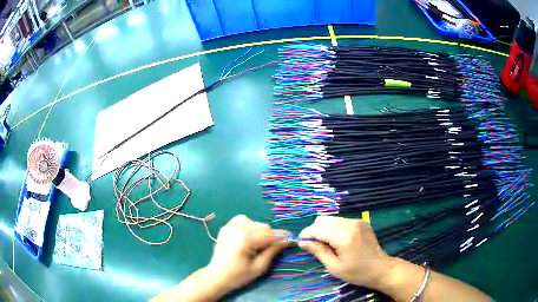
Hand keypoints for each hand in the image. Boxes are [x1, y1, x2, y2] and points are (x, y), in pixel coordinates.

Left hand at [206, 214, 291, 293]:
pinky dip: (251, 227)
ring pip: (255, 223)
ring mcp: (230, 225)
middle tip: (275, 247)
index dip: (283, 236)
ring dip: (261, 232)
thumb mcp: (259, 267)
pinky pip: (244, 220)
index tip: (293, 239)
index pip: (270, 234)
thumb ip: (273, 251)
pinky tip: (249, 237)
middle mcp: (237, 228)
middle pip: (263, 227)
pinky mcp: (226, 226)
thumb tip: (288, 240)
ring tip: (259, 244)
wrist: (216, 276)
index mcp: (245, 239)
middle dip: (272, 236)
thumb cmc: (238, 275)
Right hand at [298, 216, 393, 288]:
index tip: (301, 243)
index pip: (318, 228)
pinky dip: (334, 228)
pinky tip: (338, 240)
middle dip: (315, 231)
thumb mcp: (334, 266)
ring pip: (332, 219)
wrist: (380, 268)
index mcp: (343, 236)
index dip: (307, 234)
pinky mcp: (361, 221)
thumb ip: (318, 251)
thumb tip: (302, 242)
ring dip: (324, 229)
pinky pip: (341, 220)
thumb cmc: (357, 272)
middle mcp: (350, 224)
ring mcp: (357, 221)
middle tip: (315, 246)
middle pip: (323, 220)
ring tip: (327, 244)